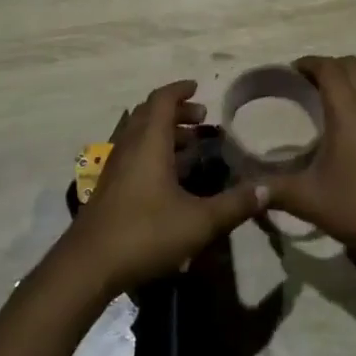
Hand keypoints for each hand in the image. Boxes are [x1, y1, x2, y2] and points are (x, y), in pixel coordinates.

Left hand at [65, 80, 266, 295]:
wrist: (88, 266)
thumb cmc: (145, 233)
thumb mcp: (199, 222)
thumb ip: (234, 205)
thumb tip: (267, 189)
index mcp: (150, 142)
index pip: (163, 99)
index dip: (180, 90)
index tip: (198, 88)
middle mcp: (130, 146)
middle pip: (150, 113)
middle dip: (176, 111)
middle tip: (201, 120)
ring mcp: (115, 167)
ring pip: (139, 134)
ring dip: (163, 132)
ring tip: (189, 146)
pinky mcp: (108, 187)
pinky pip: (132, 153)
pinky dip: (151, 150)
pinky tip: (167, 177)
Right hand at [266, 56, 355, 277]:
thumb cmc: (355, 207)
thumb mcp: (307, 199)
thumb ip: (273, 189)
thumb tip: (247, 188)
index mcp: (348, 112)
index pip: (330, 69)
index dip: (309, 63)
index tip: (290, 70)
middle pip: (352, 65)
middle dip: (329, 66)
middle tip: (306, 81)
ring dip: (348, 77)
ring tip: (327, 94)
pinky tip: (347, 121)